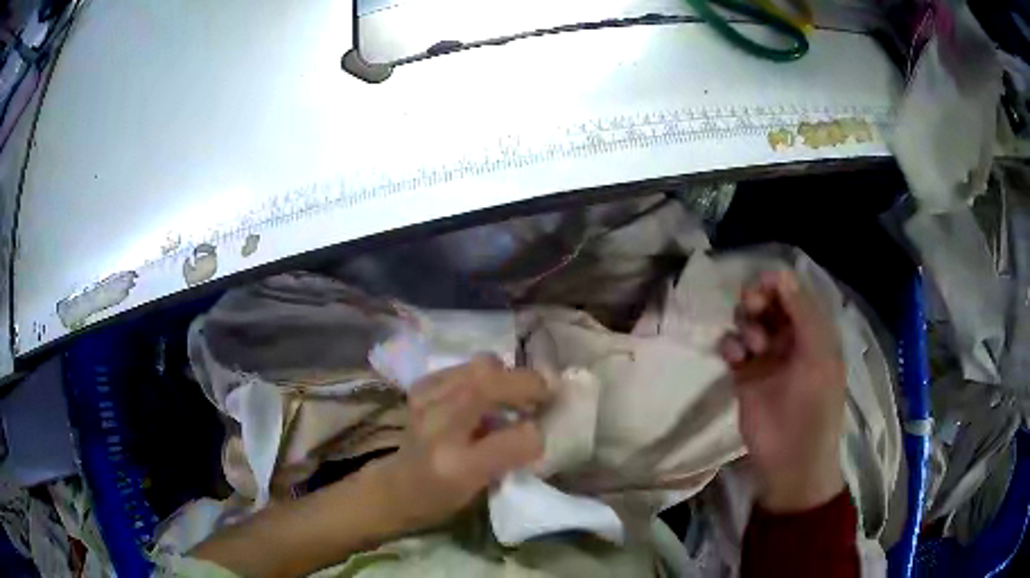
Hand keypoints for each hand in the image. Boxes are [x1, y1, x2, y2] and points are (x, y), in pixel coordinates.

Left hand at [377, 356, 550, 532]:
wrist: (398, 484)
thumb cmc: (443, 495)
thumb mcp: (482, 487)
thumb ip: (512, 457)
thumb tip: (540, 428)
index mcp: (456, 463)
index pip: (512, 440)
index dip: (537, 433)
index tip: (549, 430)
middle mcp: (438, 425)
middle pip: (491, 384)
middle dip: (528, 384)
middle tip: (545, 397)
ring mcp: (426, 398)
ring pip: (483, 366)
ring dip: (507, 378)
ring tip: (516, 397)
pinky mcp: (423, 384)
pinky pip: (467, 366)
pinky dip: (485, 375)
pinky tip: (486, 395)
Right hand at [719, 270, 846, 512]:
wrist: (791, 459)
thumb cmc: (814, 407)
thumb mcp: (819, 356)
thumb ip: (803, 314)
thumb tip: (782, 275)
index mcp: (814, 332)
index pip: (794, 294)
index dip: (778, 284)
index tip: (762, 285)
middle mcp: (790, 339)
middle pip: (769, 303)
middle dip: (758, 299)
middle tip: (751, 308)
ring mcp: (766, 357)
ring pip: (749, 322)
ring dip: (745, 324)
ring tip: (750, 346)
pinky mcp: (744, 375)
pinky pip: (732, 347)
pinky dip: (730, 344)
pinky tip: (733, 356)